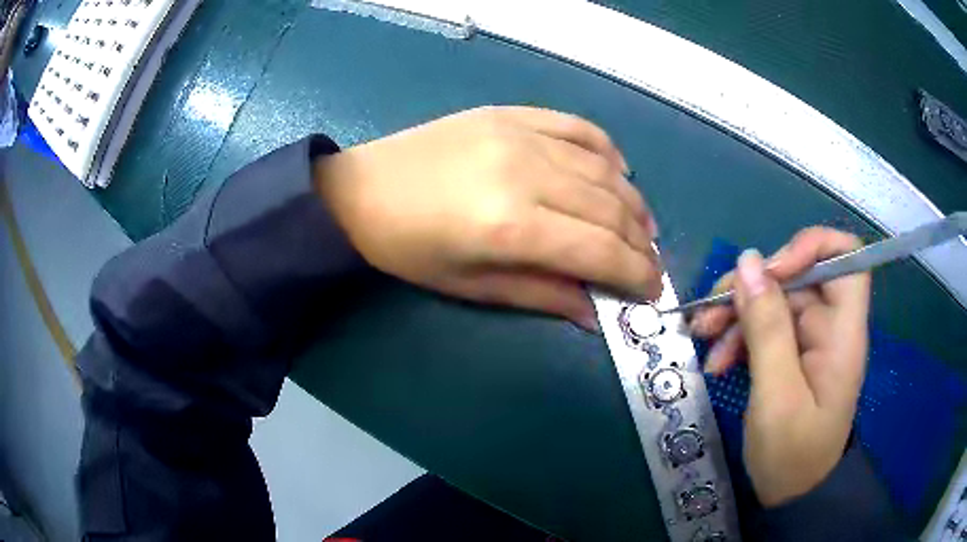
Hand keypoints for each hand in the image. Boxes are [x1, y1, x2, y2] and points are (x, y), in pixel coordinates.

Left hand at [313, 106, 661, 328]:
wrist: (360, 191)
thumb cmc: (408, 249)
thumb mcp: (470, 287)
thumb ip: (541, 295)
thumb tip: (596, 312)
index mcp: (511, 225)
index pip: (601, 250)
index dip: (637, 273)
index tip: (654, 290)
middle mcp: (526, 172)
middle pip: (610, 208)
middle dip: (641, 243)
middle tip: (651, 263)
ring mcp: (521, 134)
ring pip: (604, 168)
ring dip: (633, 201)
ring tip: (643, 227)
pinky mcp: (512, 113)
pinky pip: (579, 127)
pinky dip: (608, 151)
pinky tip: (618, 172)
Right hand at [690, 228, 869, 506]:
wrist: (792, 494)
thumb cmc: (792, 454)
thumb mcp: (777, 396)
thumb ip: (767, 329)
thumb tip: (749, 261)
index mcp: (842, 330)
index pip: (846, 256)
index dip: (810, 247)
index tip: (770, 271)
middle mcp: (829, 325)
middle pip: (797, 276)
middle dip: (752, 289)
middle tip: (710, 312)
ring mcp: (809, 340)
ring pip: (774, 301)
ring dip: (737, 313)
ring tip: (702, 336)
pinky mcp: (791, 355)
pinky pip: (765, 328)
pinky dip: (738, 338)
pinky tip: (716, 361)